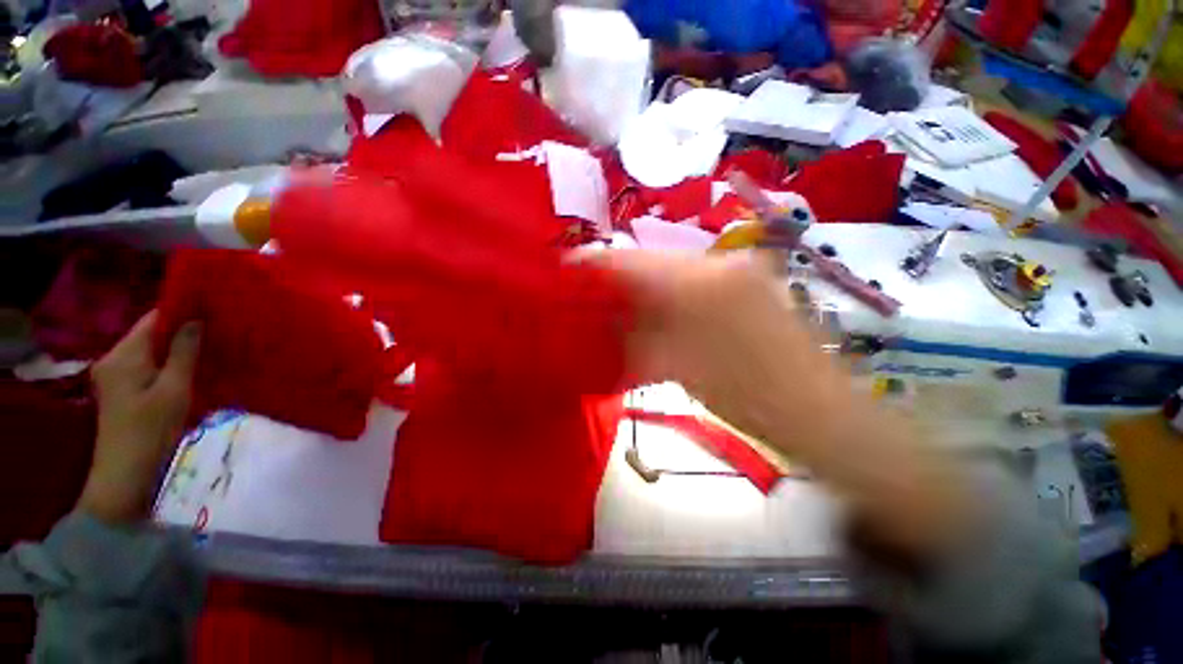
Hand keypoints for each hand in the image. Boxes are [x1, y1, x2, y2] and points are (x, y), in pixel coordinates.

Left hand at [77, 312, 200, 523]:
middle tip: (220, 332)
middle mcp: (115, 359)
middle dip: (184, 332)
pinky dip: (171, 365)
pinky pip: (150, 367)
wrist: (125, 476)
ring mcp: (116, 376)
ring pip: (152, 352)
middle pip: (152, 335)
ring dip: (179, 351)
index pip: (153, 319)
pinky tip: (193, 371)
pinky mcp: (123, 391)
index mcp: (123, 355)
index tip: (214, 310)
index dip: (183, 311)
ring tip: (212, 349)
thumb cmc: (150, 431)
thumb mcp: (174, 390)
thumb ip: (183, 352)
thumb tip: (195, 319)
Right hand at [600, 249, 835, 446]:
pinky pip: (692, 283)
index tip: (566, 272)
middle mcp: (719, 263)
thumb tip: (599, 320)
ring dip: (641, 288)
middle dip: (616, 279)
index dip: (595, 265)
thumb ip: (631, 337)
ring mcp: (736, 271)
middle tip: (588, 297)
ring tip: (615, 306)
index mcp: (701, 280)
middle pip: (650, 262)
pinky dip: (666, 296)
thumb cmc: (746, 395)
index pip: (632, 260)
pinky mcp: (745, 285)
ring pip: (670, 272)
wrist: (817, 412)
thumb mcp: (675, 366)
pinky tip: (653, 312)